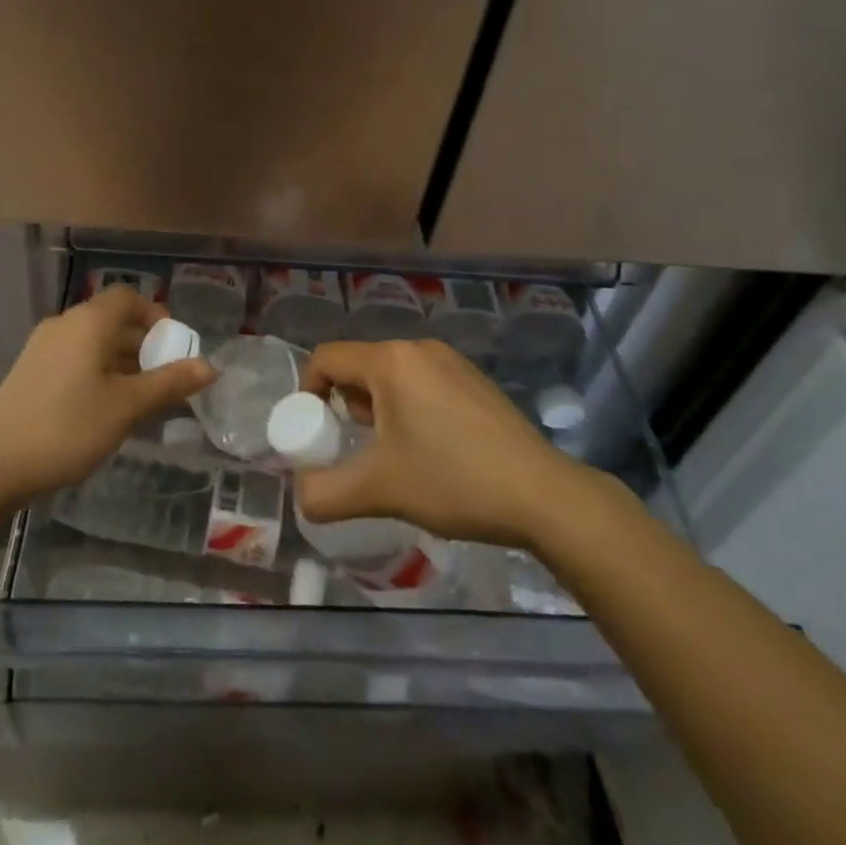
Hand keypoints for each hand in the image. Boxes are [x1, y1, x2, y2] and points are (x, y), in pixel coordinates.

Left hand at [0, 285, 214, 506]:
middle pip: (113, 320)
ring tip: (141, 399)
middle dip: (144, 344)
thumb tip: (210, 366)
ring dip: (122, 361)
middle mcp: (64, 324)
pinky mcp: (31, 371)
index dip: (156, 315)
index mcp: (88, 322)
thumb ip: (170, 383)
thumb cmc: (68, 428)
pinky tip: (106, 408)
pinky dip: (98, 371)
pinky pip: (76, 358)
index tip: (174, 347)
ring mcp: (43, 347)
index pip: (129, 297)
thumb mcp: (127, 407)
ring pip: (94, 342)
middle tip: (164, 379)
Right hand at [296, 339, 598, 546]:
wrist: (543, 496)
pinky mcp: (474, 380)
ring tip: (392, 453)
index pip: (326, 358)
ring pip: (392, 375)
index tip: (312, 432)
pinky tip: (429, 448)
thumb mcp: (379, 491)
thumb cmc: (453, 481)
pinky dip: (408, 407)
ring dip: (377, 408)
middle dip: (345, 404)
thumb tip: (302, 494)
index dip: (307, 391)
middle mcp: (419, 349)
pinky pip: (422, 382)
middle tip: (354, 446)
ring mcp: (452, 361)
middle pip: (359, 366)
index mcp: (391, 361)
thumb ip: (324, 493)